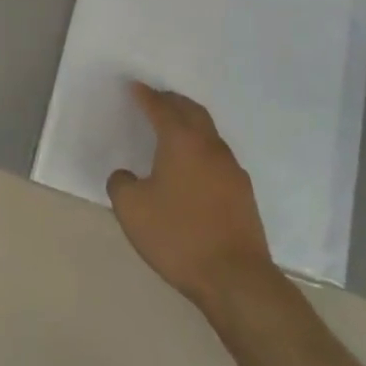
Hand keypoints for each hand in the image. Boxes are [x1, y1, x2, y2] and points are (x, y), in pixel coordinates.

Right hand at [108, 82, 273, 307]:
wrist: (236, 278)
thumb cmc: (179, 237)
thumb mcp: (132, 210)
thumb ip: (121, 184)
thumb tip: (126, 176)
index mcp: (181, 142)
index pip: (160, 108)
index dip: (145, 95)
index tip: (134, 86)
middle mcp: (209, 146)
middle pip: (191, 111)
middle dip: (172, 101)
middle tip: (156, 98)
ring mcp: (231, 169)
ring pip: (208, 132)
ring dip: (190, 123)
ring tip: (174, 129)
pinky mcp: (243, 192)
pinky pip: (217, 156)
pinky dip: (202, 148)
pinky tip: (193, 166)